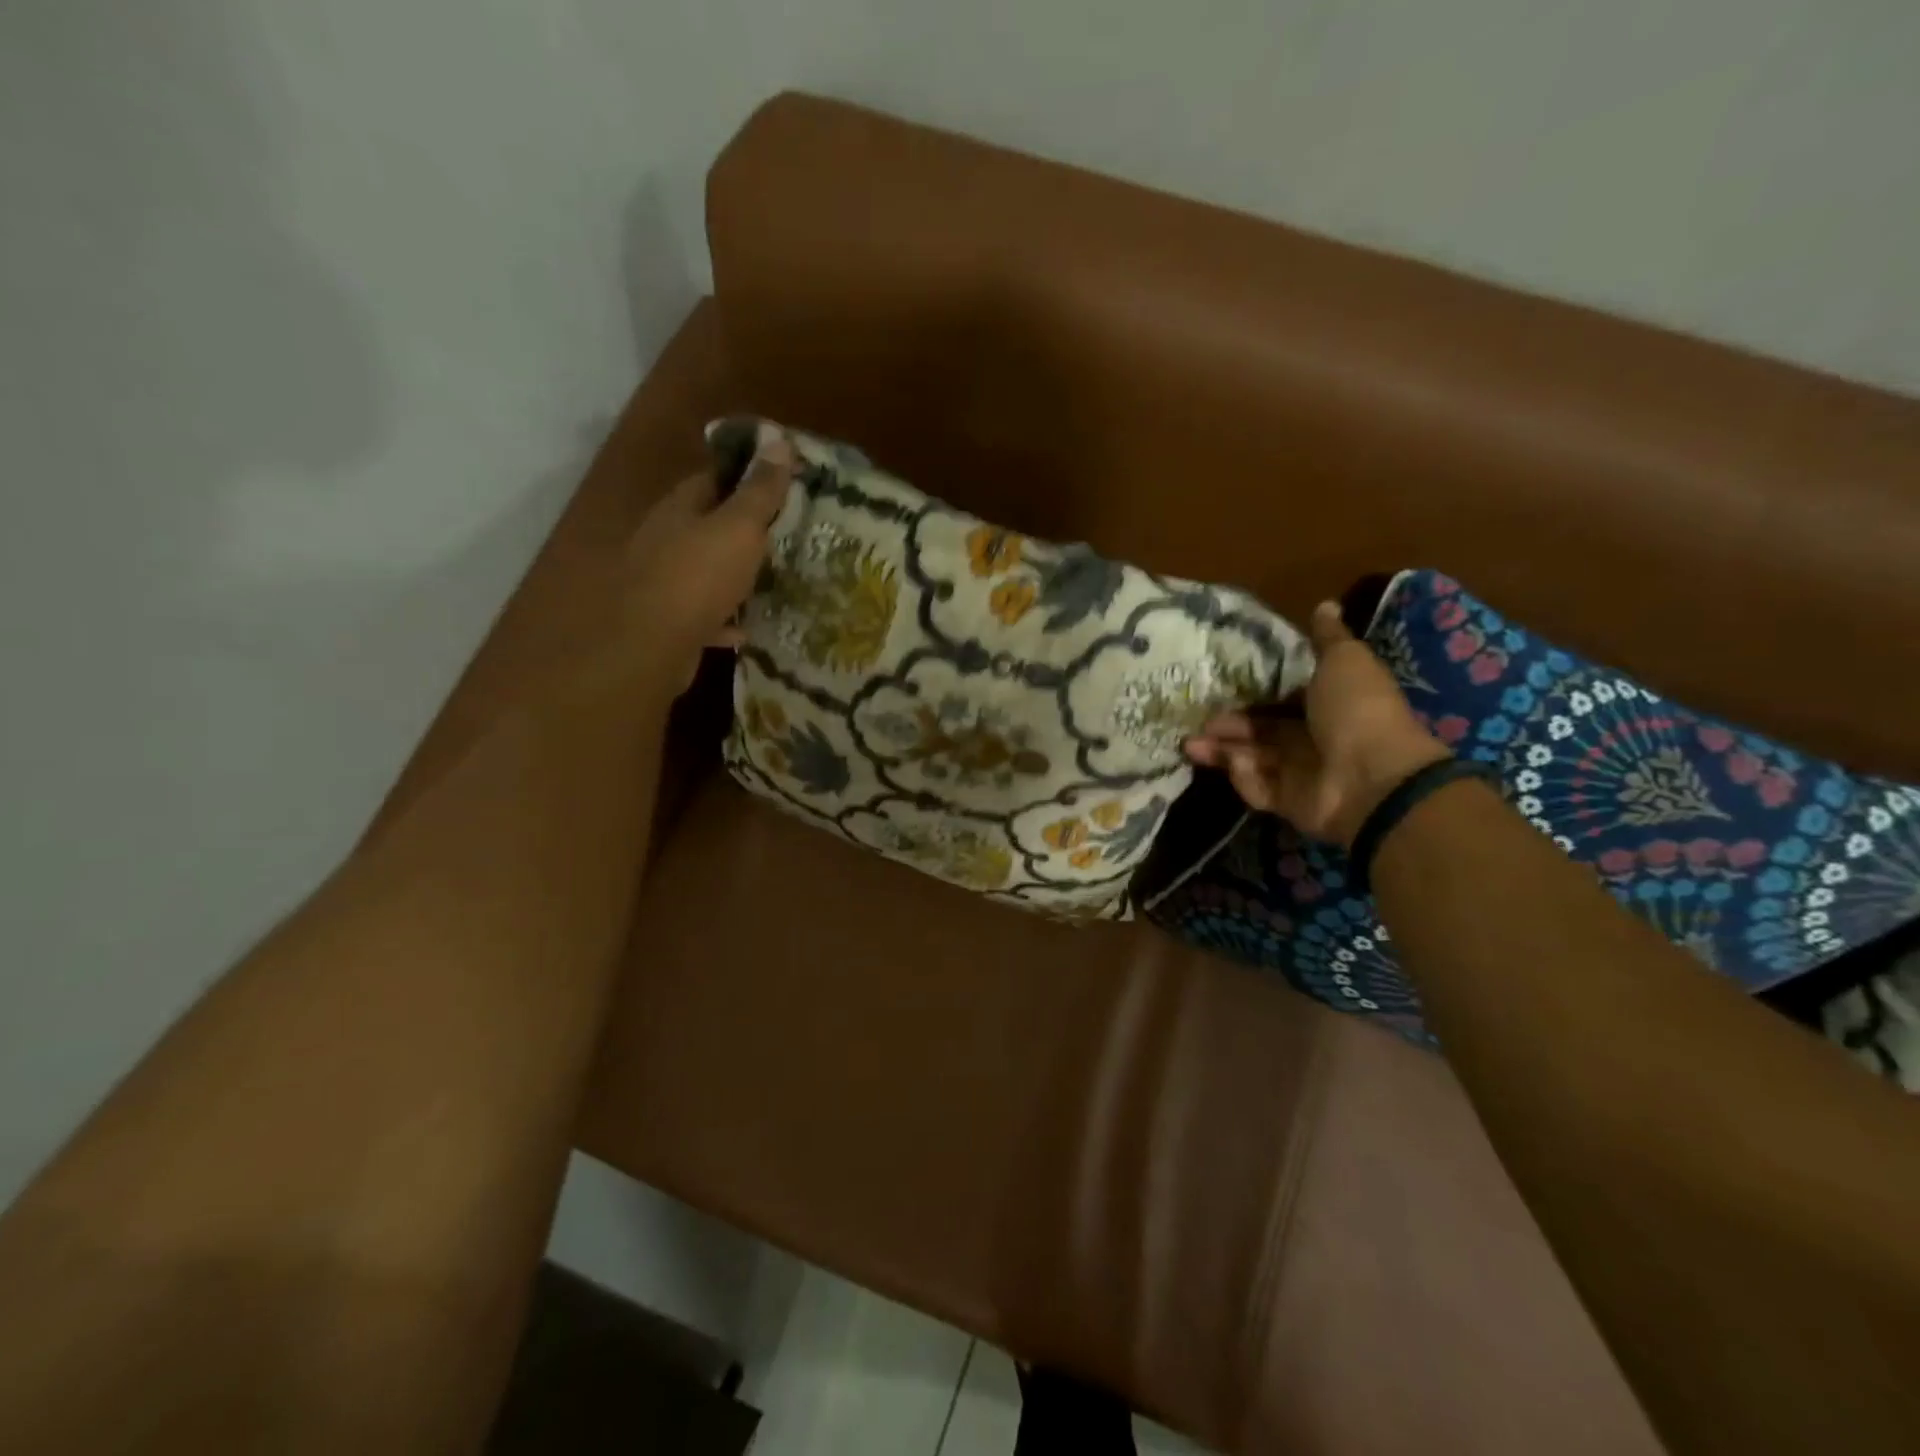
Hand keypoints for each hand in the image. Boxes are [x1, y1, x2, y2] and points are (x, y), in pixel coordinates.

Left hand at [624, 427, 793, 692]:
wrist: (653, 644)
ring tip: (770, 578)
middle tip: (785, 533)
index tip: (781, 482)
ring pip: (705, 571)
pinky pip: (704, 615)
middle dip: (742, 528)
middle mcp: (666, 540)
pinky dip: (724, 618)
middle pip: (708, 525)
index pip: (714, 478)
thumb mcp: (739, 526)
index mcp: (681, 509)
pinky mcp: (670, 622)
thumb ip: (759, 490)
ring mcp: (664, 583)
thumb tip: (778, 440)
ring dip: (734, 574)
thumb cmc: (698, 576)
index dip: (747, 476)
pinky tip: (746, 627)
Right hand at [1185, 601, 1449, 847]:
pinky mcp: (1287, 802)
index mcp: (1326, 702)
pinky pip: (1256, 787)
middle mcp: (1311, 737)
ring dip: (1221, 750)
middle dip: (1227, 723)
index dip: (1252, 690)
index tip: (1218, 683)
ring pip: (1250, 757)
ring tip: (1190, 744)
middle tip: (1197, 717)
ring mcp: (1299, 772)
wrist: (1371, 778)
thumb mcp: (1344, 661)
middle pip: (1259, 729)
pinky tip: (1236, 763)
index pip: (1282, 695)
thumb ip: (1327, 638)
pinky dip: (1244, 776)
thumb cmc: (1356, 710)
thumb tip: (1325, 604)